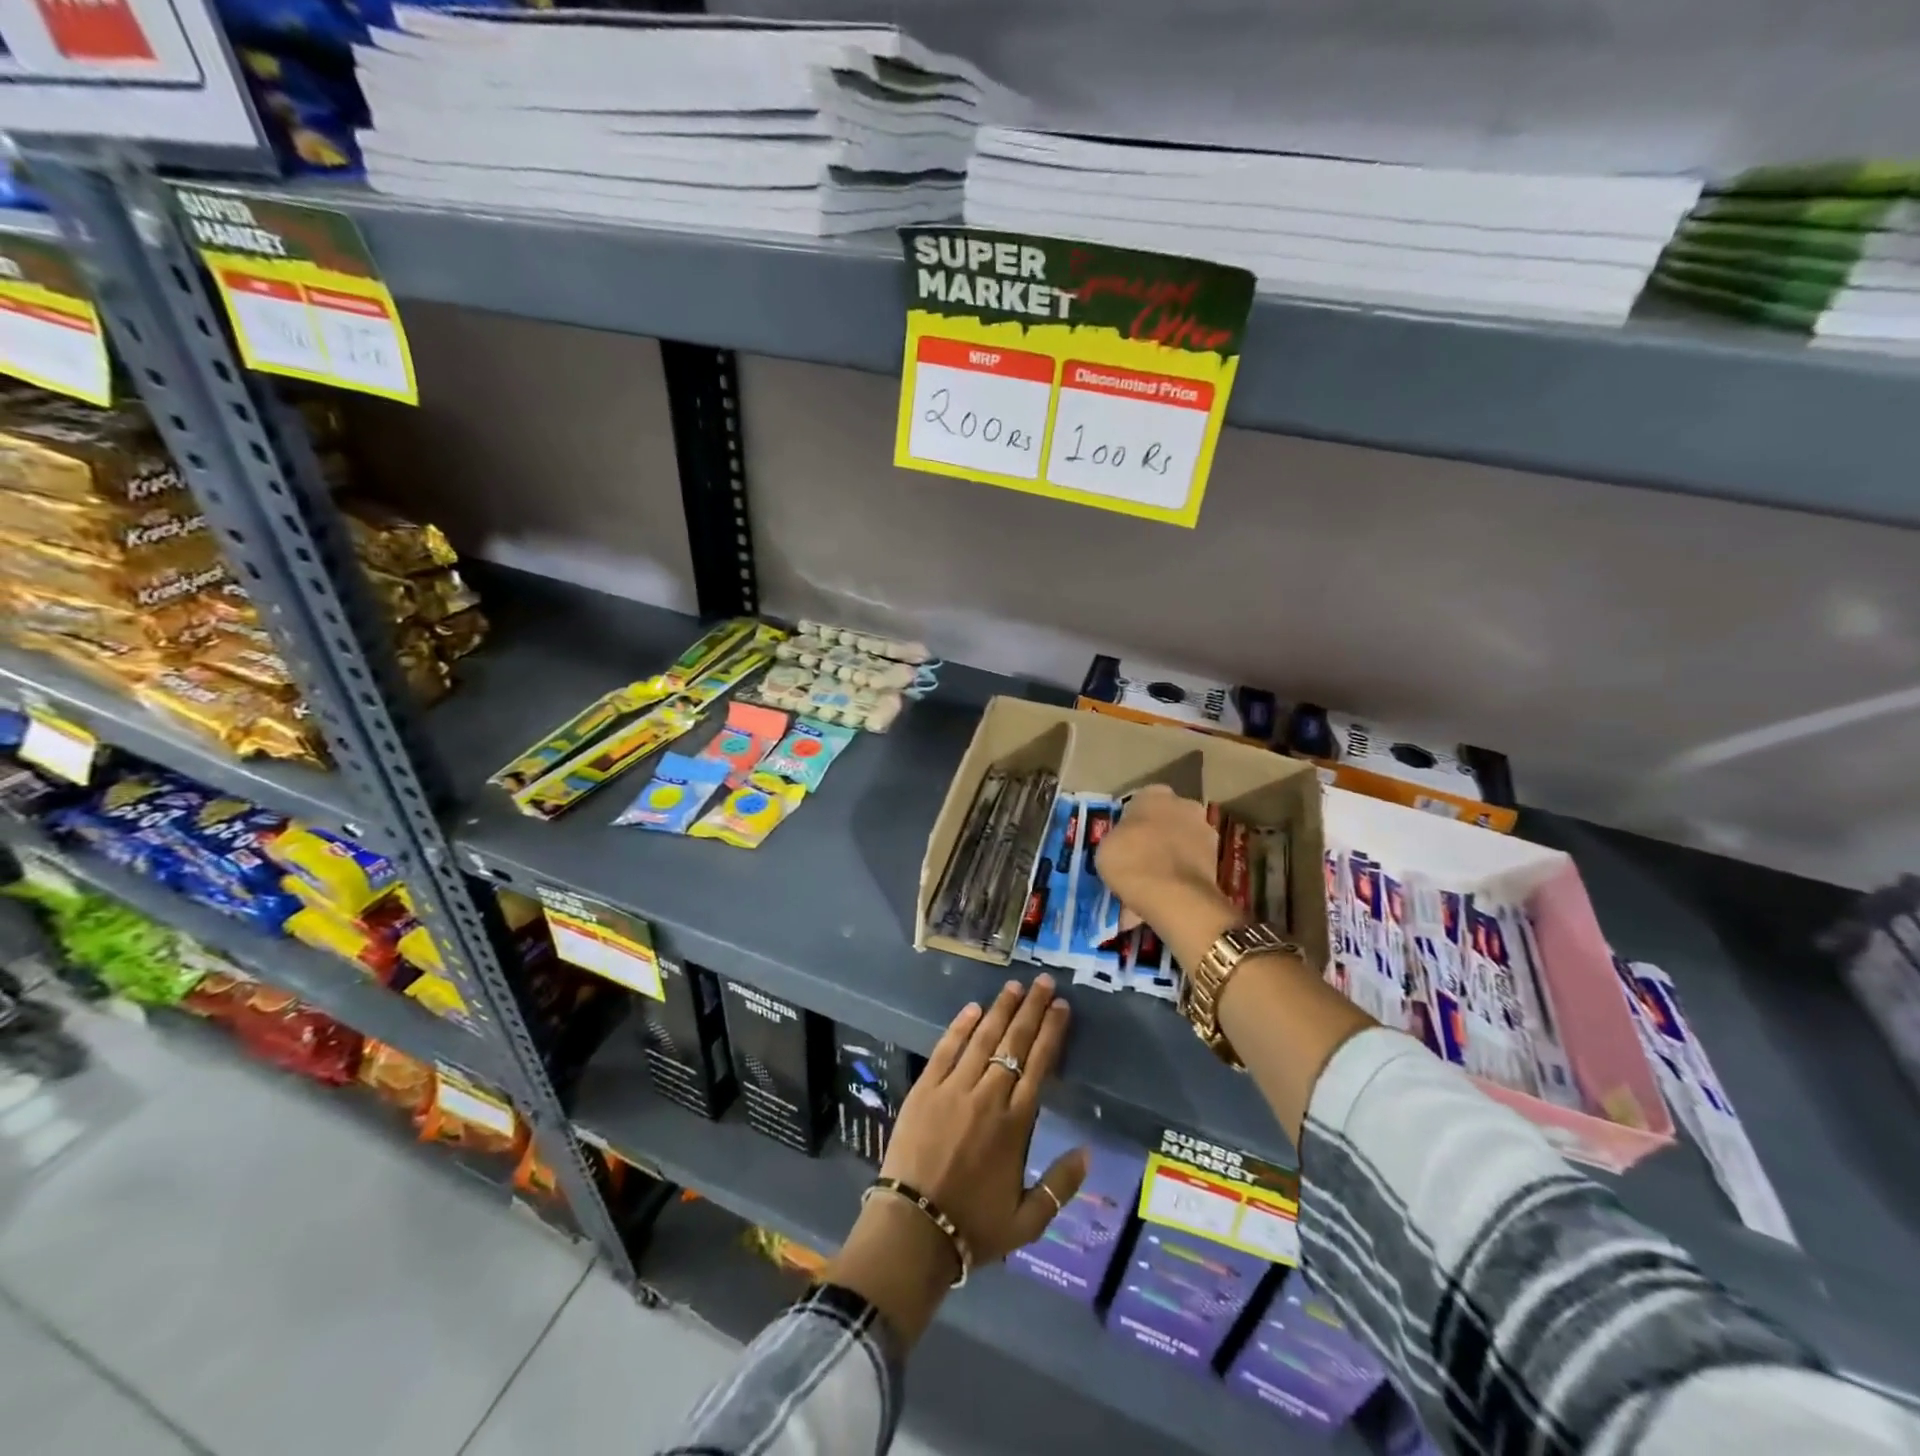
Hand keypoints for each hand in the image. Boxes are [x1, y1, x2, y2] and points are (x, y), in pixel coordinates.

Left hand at [823, 977, 1085, 1343]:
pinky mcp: (925, 1089)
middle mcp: (988, 1097)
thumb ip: (1061, 1186)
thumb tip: (1088, 1152)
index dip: (1051, 1033)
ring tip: (1015, 986)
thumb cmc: (973, 1227)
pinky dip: (960, 1027)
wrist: (914, 1230)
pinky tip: (972, 1008)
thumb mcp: (1027, 1221)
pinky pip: (946, 1049)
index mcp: (1016, 1125)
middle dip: (1032, 1010)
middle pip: (1015, 1043)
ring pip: (983, 1039)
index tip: (1061, 1007)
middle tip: (1044, 983)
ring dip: (1000, 1010)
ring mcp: (954, 1089)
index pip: (1039, 1066)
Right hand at [1097, 785, 1227, 931]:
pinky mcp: (1217, 860)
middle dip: (1155, 834)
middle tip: (1138, 857)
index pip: (1139, 802)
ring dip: (1170, 854)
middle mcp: (1184, 804)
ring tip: (1152, 879)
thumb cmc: (1132, 862)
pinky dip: (1181, 873)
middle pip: (1165, 818)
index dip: (1130, 822)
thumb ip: (1119, 837)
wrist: (1174, 896)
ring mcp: (1205, 831)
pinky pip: (1190, 863)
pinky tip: (1167, 891)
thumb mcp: (1106, 847)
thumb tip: (1126, 842)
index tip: (1122, 841)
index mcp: (1154, 794)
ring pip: (1181, 841)